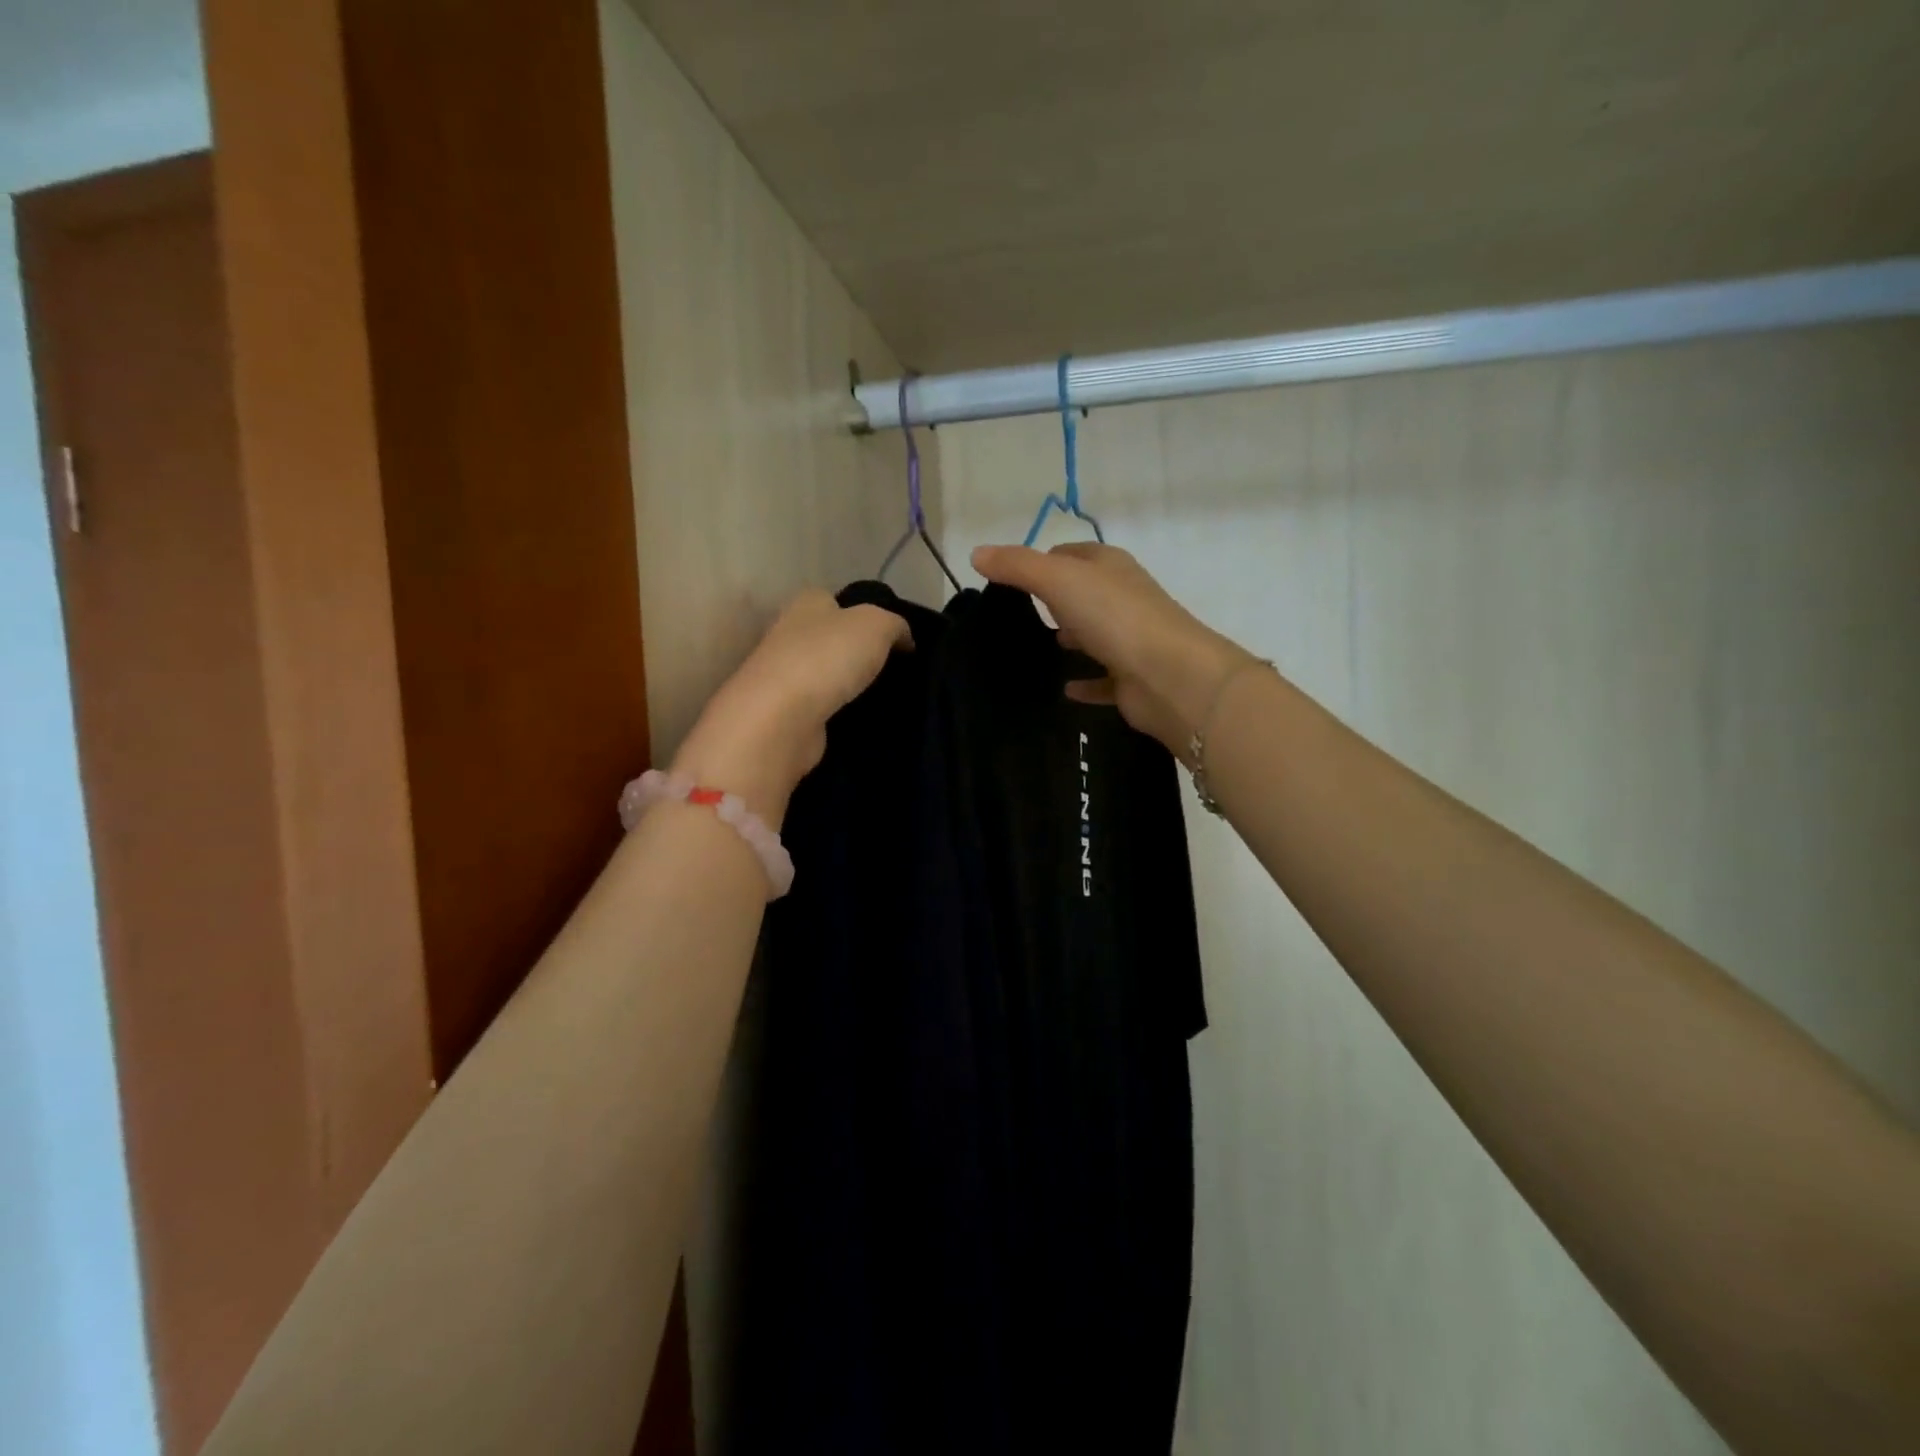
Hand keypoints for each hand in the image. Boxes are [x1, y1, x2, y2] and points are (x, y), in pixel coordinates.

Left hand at [673, 592, 911, 823]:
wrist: (782, 718)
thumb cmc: (827, 657)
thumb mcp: (877, 625)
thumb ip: (896, 625)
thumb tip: (905, 639)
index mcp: (807, 603)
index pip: (838, 600)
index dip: (867, 614)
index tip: (896, 638)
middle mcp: (790, 634)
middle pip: (833, 639)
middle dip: (860, 652)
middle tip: (897, 669)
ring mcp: (785, 676)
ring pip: (828, 674)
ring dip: (851, 685)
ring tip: (888, 697)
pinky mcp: (787, 712)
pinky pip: (823, 706)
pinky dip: (840, 711)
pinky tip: (863, 719)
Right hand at [972, 543, 1256, 757]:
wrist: (1169, 676)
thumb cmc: (1114, 617)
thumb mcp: (1058, 580)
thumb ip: (1017, 566)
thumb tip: (977, 553)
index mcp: (1109, 567)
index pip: (1069, 554)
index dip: (1040, 562)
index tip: (1008, 582)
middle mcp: (1124, 598)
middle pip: (1083, 593)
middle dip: (1054, 602)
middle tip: (1017, 618)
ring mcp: (1131, 639)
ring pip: (1095, 635)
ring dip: (1072, 639)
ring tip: (1036, 651)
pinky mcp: (1132, 678)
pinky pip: (1103, 679)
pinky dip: (1085, 683)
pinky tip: (1063, 689)